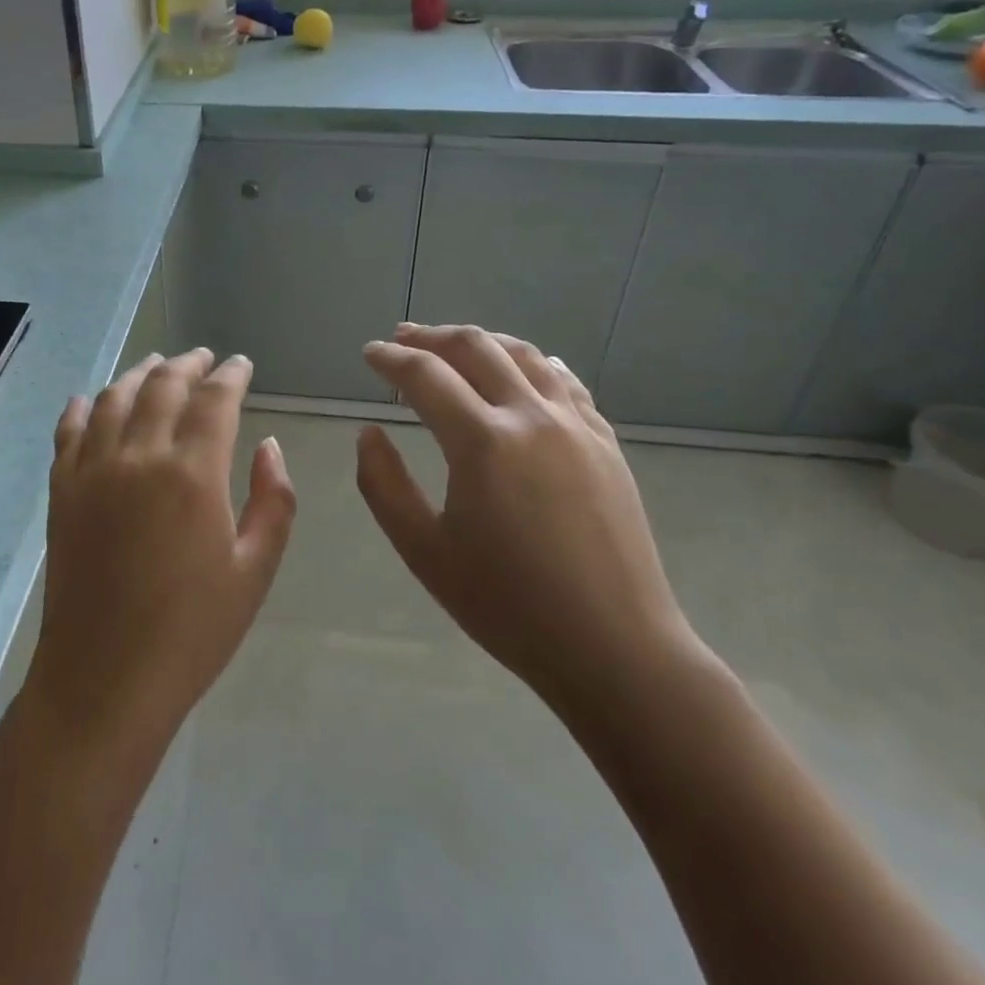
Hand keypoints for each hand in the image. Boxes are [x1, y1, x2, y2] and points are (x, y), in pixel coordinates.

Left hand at [26, 350, 296, 752]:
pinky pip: (68, 431)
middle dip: (188, 364)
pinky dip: (82, 407)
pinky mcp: (61, 491)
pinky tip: (90, 399)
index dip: (230, 375)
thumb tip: (268, 446)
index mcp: (192, 473)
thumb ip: (273, 500)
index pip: (214, 399)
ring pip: (114, 398)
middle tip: (204, 358)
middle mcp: (139, 456)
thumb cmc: (191, 631)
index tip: (240, 364)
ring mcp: (92, 470)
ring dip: (139, 374)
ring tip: (156, 364)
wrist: (105, 679)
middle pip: (163, 385)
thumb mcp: (255, 570)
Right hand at [357, 324, 703, 725]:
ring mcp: (575, 425)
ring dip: (481, 340)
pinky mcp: (605, 442)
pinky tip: (523, 368)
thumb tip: (369, 433)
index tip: (369, 353)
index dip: (391, 359)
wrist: (615, 648)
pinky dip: (532, 362)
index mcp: (482, 441)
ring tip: (454, 344)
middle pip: (475, 347)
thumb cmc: (509, 606)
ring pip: (523, 353)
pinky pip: (564, 381)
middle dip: (431, 336)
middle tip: (402, 337)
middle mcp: (530, 416)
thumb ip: (384, 485)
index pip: (425, 375)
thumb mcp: (425, 552)